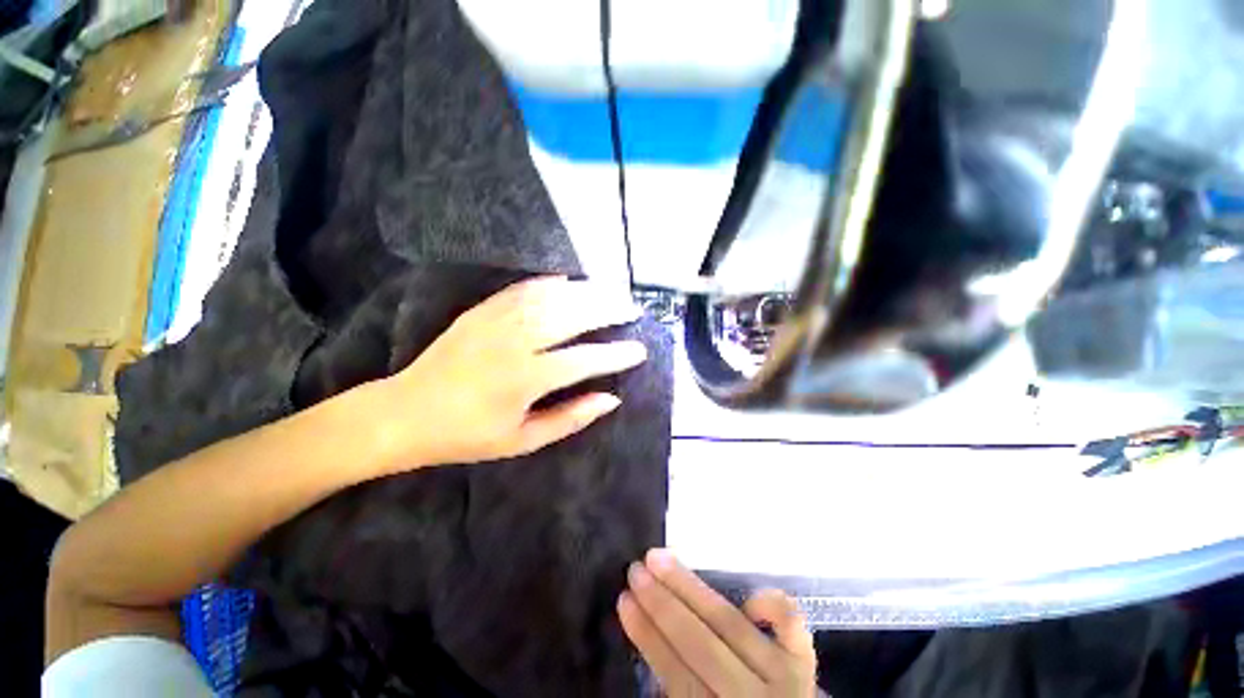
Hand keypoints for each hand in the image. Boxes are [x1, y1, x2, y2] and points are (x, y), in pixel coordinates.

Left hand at [373, 276, 646, 470]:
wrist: (404, 414)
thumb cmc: (467, 435)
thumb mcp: (522, 440)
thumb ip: (570, 418)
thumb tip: (611, 399)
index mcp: (526, 380)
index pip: (584, 360)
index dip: (616, 355)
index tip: (639, 350)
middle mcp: (515, 344)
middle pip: (571, 317)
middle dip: (607, 310)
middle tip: (631, 308)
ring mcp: (495, 322)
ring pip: (550, 297)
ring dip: (585, 291)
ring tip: (610, 290)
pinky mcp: (480, 312)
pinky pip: (520, 290)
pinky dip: (547, 282)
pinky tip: (567, 280)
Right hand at [619, 550, 817, 696]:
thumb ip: (678, 688)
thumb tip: (652, 635)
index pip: (676, 675)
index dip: (647, 637)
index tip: (624, 600)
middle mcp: (753, 697)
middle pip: (701, 644)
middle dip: (662, 603)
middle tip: (636, 569)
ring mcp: (785, 676)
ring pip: (730, 624)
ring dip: (689, 587)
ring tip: (660, 558)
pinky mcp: (805, 658)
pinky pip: (790, 623)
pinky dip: (768, 602)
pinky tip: (745, 595)